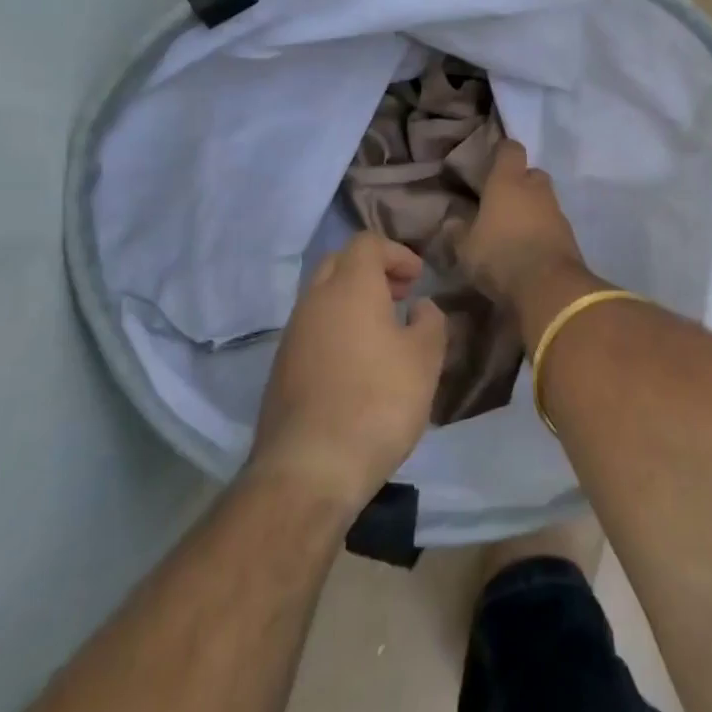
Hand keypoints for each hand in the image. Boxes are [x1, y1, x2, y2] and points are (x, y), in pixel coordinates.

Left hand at [249, 233, 447, 513]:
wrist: (310, 468)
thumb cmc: (378, 402)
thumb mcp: (425, 360)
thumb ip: (430, 323)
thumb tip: (421, 308)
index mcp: (350, 288)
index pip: (366, 243)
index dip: (396, 252)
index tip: (418, 279)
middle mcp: (314, 301)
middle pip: (339, 264)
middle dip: (372, 271)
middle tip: (400, 296)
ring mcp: (292, 335)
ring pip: (322, 298)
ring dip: (353, 302)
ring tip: (384, 333)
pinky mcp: (281, 369)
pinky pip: (312, 330)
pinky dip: (336, 330)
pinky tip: (358, 365)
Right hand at [461, 140, 587, 307]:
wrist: (549, 287)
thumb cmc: (500, 256)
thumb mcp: (466, 248)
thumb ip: (458, 231)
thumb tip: (452, 220)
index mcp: (508, 182)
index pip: (510, 149)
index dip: (501, 152)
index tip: (490, 162)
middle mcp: (536, 189)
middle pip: (532, 173)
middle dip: (519, 182)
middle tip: (501, 201)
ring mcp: (557, 211)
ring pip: (543, 199)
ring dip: (531, 208)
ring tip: (513, 229)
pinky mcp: (569, 235)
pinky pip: (552, 223)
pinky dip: (542, 229)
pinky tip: (528, 247)